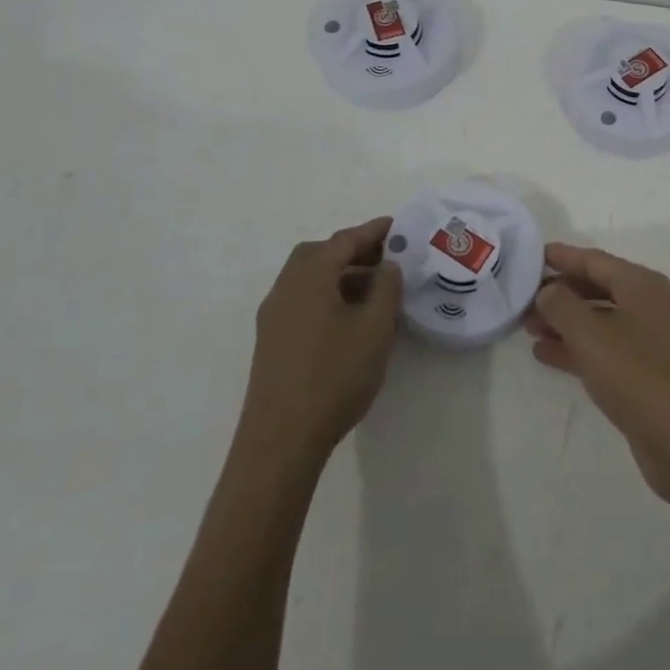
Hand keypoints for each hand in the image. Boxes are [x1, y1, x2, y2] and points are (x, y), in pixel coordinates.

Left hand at [238, 217, 402, 467]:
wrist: (280, 442)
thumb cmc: (334, 377)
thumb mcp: (375, 329)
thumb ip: (386, 288)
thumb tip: (387, 265)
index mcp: (310, 277)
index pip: (344, 240)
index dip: (374, 231)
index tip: (398, 226)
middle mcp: (286, 288)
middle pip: (319, 253)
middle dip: (352, 250)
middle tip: (385, 259)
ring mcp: (273, 316)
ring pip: (308, 278)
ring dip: (339, 274)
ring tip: (373, 291)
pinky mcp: (271, 341)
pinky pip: (301, 300)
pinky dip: (326, 294)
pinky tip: (348, 319)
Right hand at [524, 242, 669, 507]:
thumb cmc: (635, 374)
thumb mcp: (590, 334)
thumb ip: (561, 306)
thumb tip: (548, 291)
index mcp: (640, 285)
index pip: (594, 260)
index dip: (562, 257)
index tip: (532, 255)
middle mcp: (646, 305)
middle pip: (595, 287)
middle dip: (559, 292)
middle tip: (523, 296)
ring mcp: (646, 339)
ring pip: (596, 319)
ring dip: (563, 321)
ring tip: (526, 326)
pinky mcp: (641, 371)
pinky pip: (601, 347)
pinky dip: (574, 347)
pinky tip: (544, 354)